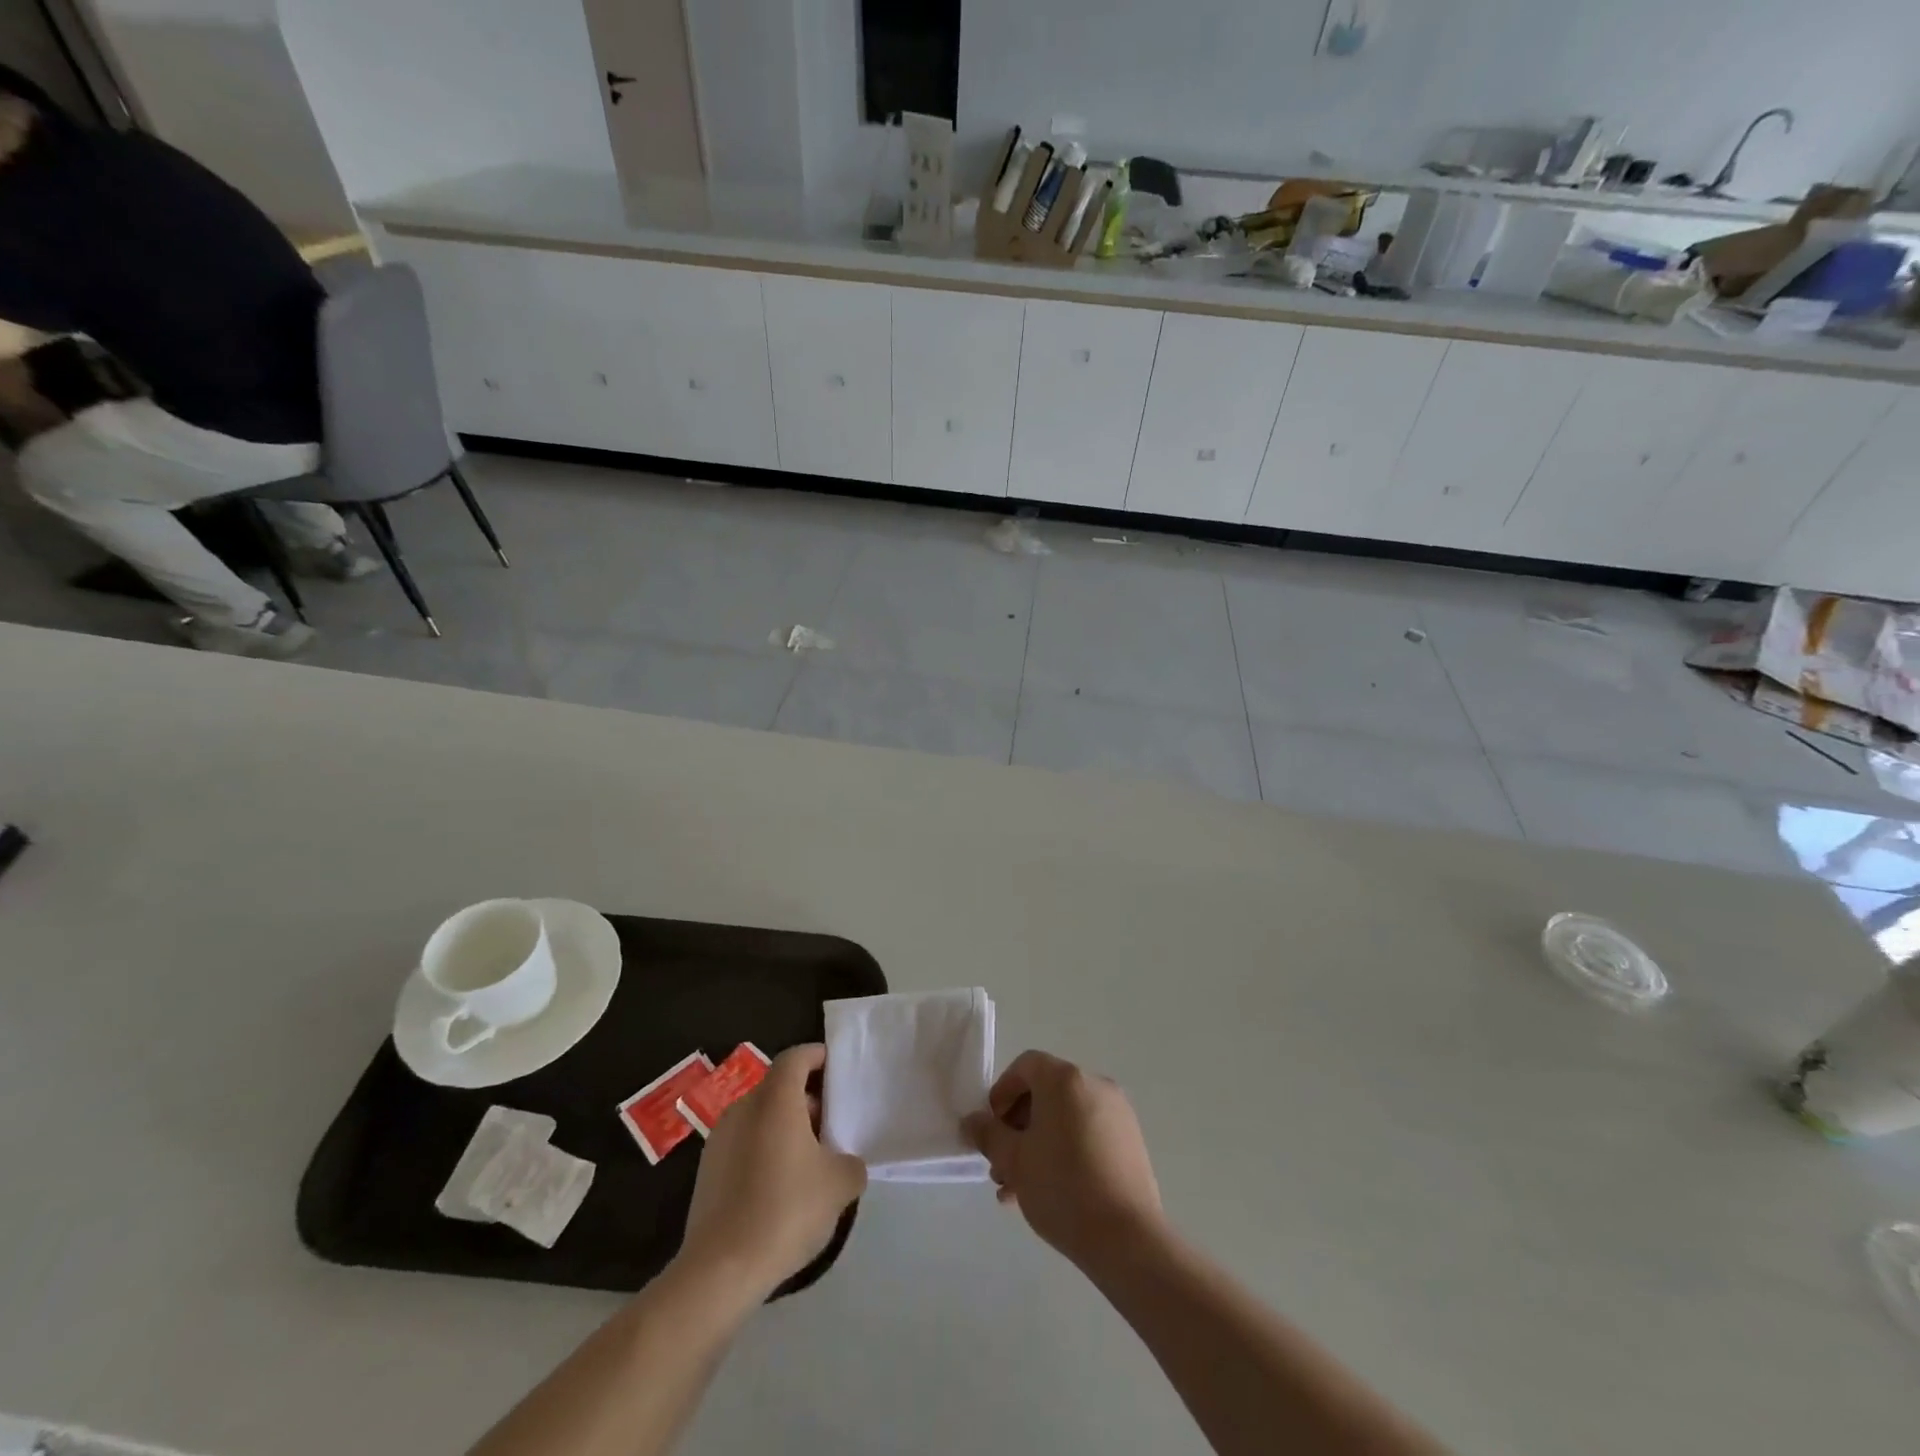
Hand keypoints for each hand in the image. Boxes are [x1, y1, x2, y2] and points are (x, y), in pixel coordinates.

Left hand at [678, 1044, 866, 1298]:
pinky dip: (765, 1151)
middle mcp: (743, 1108)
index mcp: (775, 1099)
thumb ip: (851, 1162)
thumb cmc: (785, 1211)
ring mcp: (719, 1139)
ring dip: (786, 1128)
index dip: (818, 1057)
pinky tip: (781, 1188)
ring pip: (760, 1117)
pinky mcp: (707, 1171)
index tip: (838, 1073)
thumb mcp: (840, 1184)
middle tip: (832, 1125)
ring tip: (810, 1161)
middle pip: (779, 1087)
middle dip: (807, 1099)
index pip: (796, 1057)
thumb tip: (844, 1163)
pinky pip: (744, 1144)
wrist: (720, 1270)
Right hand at [962, 1050, 1165, 1272]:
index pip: (1025, 1065)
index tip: (991, 1128)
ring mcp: (1117, 1113)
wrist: (1127, 1239)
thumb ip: (989, 1134)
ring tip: (1018, 1188)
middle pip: (1045, 1092)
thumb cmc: (1062, 1187)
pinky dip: (1065, 1150)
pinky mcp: (1130, 1141)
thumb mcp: (1014, 1160)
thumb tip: (973, 1121)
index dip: (1002, 1092)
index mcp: (1065, 1079)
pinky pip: (1087, 1133)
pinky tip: (1049, 1191)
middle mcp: (1094, 1085)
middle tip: (1001, 1164)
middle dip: (1018, 1126)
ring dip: (1038, 1144)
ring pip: (1065, 1118)